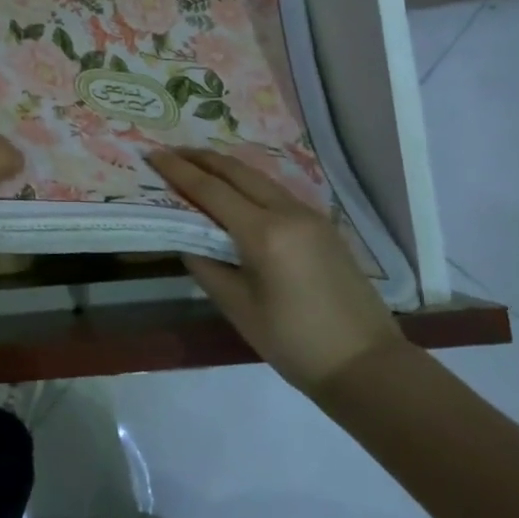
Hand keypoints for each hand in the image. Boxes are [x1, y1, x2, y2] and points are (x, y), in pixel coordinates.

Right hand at [148, 148, 404, 395]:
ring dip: (225, 168)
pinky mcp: (323, 226)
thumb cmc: (294, 343)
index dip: (178, 170)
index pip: (211, 190)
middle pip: (237, 172)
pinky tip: (235, 192)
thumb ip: (205, 264)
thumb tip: (187, 237)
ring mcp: (310, 216)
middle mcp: (288, 212)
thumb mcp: (237, 307)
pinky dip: (248, 184)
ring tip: (197, 166)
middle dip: (201, 158)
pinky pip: (276, 192)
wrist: (366, 365)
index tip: (152, 154)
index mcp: (264, 233)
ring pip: (259, 178)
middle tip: (170, 153)